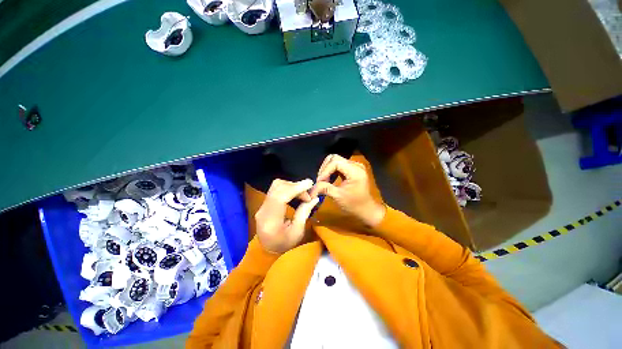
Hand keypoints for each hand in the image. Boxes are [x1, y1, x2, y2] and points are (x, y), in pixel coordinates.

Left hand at [255, 179, 319, 253]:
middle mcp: (263, 210)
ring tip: (302, 194)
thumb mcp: (298, 232)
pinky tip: (295, 194)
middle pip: (278, 187)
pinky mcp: (264, 203)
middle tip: (308, 195)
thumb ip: (304, 213)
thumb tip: (314, 198)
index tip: (310, 184)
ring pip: (276, 186)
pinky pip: (276, 189)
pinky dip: (288, 188)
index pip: (280, 197)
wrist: (267, 250)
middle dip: (296, 186)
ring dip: (292, 186)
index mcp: (270, 221)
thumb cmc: (284, 244)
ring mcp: (262, 206)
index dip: (295, 188)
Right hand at [310, 154, 385, 226]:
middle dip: (325, 168)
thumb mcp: (338, 197)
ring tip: (323, 180)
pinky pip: (340, 165)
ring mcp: (355, 166)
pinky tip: (329, 179)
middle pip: (335, 158)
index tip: (319, 181)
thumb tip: (312, 187)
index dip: (325, 170)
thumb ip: (325, 188)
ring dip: (328, 169)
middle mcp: (356, 165)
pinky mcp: (353, 169)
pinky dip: (332, 170)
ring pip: (336, 160)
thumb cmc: (354, 205)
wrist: (366, 210)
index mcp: (355, 171)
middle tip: (320, 180)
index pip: (335, 162)